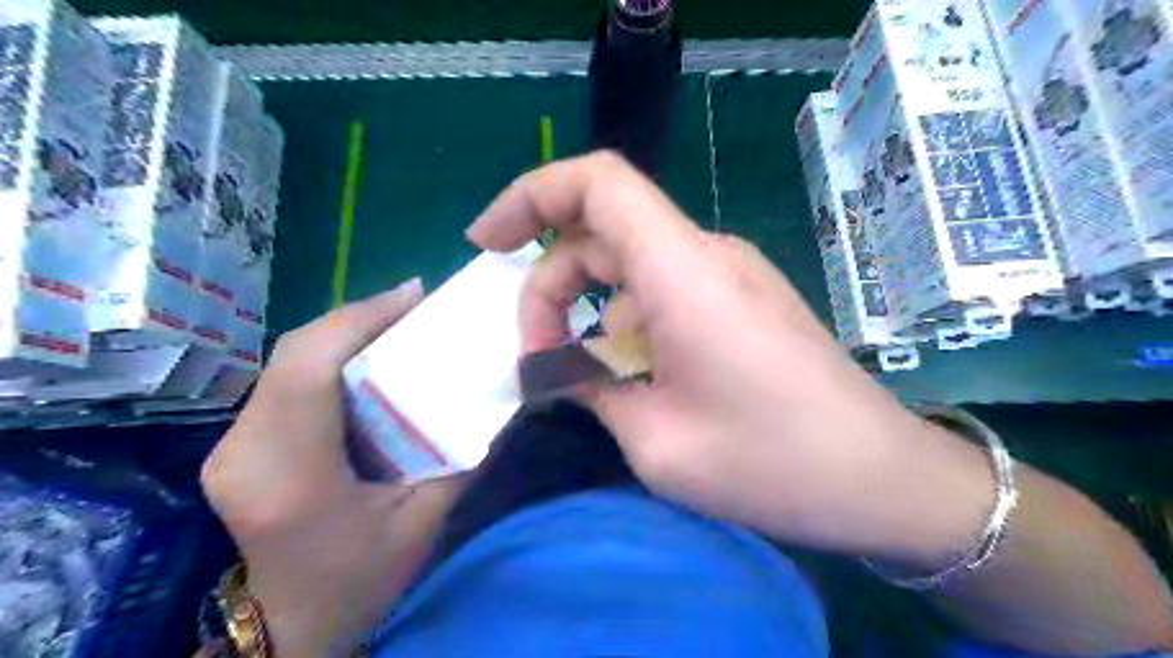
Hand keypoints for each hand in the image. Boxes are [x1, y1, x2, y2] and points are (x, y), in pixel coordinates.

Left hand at [201, 285, 467, 657]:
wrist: (291, 626)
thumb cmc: (362, 580)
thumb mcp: (426, 521)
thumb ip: (462, 455)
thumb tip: (495, 396)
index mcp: (291, 475)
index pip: (308, 368)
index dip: (359, 319)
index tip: (413, 295)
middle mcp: (244, 451)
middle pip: (294, 353)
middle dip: (357, 319)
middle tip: (414, 308)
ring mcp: (230, 446)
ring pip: (286, 361)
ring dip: (344, 336)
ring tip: (398, 327)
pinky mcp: (236, 444)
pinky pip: (283, 380)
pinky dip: (328, 359)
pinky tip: (367, 361)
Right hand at [469, 152, 997, 568]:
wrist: (881, 478)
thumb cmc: (772, 464)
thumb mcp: (656, 440)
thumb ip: (592, 388)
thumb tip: (559, 367)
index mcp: (683, 272)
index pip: (597, 183)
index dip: (530, 196)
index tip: (487, 245)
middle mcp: (707, 254)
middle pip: (600, 233)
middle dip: (550, 288)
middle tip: (538, 361)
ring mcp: (728, 274)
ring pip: (629, 267)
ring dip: (589, 314)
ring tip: (583, 382)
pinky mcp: (741, 299)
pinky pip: (663, 291)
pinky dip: (626, 325)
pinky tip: (629, 379)